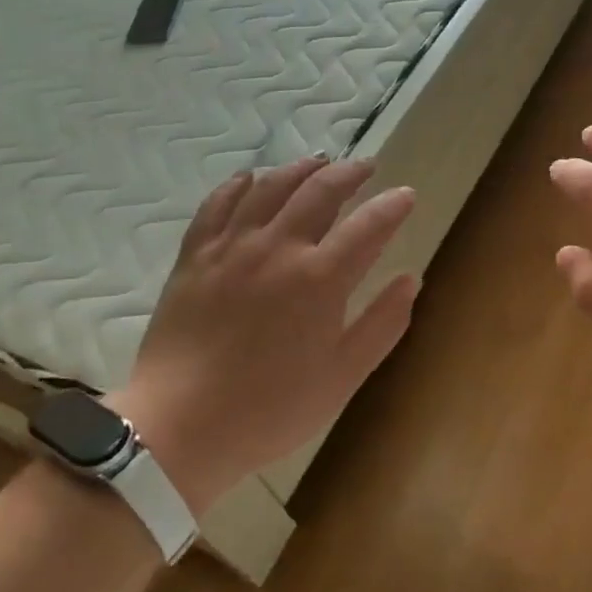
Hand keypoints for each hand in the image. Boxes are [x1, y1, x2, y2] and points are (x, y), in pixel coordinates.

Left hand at [112, 157, 418, 509]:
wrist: (180, 428)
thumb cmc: (271, 408)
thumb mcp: (343, 376)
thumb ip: (383, 323)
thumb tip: (411, 278)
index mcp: (320, 278)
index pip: (369, 225)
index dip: (392, 206)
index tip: (406, 195)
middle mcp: (278, 248)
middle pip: (320, 191)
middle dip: (350, 173)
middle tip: (366, 167)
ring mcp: (232, 247)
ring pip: (271, 187)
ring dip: (300, 169)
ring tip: (318, 163)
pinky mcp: (196, 256)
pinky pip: (217, 204)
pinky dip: (238, 185)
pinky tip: (250, 178)